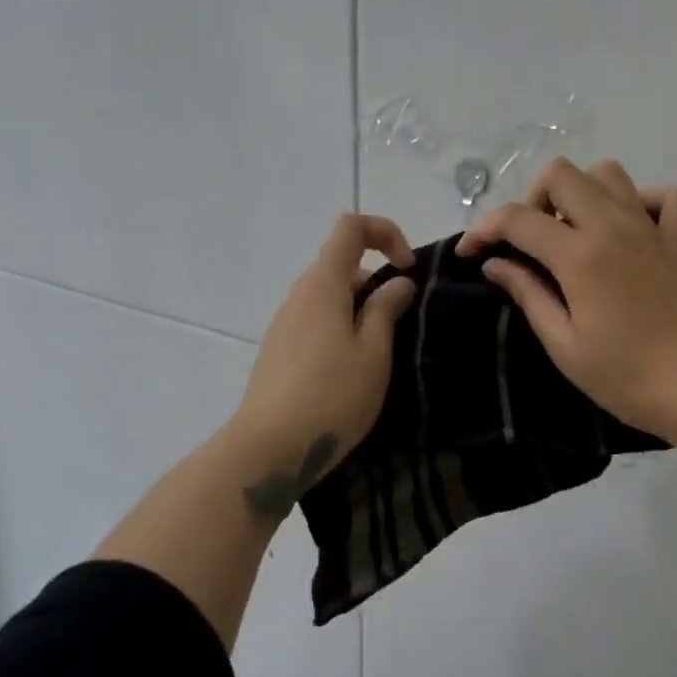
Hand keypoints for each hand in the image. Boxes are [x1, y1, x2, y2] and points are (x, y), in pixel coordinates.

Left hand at [229, 214, 416, 508]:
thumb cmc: (331, 395)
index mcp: (323, 284)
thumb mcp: (373, 352)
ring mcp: (284, 323)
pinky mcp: (279, 350)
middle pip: (341, 263)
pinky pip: (317, 321)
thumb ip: (386, 308)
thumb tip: (397, 281)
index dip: (386, 234)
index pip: (351, 227)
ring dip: (360, 309)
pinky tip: (352, 370)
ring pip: (330, 296)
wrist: (268, 448)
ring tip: (381, 353)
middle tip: (402, 323)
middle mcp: (299, 294)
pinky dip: (341, 328)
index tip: (408, 271)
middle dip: (377, 281)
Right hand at [456, 158, 676, 447]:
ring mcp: (654, 228)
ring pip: (609, 174)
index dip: (484, 230)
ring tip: (577, 234)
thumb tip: (496, 264)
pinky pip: (665, 196)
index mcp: (579, 256)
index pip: (517, 219)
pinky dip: (642, 202)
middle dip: (533, 200)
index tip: (471, 253)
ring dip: (583, 195)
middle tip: (531, 242)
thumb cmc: (629, 378)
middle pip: (561, 174)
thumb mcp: (565, 346)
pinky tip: (632, 231)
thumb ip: (528, 295)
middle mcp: (614, 226)